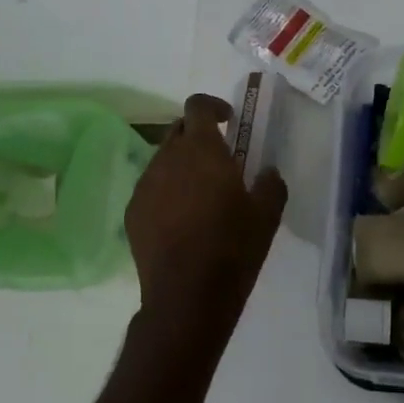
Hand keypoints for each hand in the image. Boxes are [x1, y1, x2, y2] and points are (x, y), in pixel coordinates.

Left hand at [124, 94, 287, 355]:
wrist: (187, 297)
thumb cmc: (233, 249)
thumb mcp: (267, 215)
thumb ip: (271, 183)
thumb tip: (267, 172)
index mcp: (201, 149)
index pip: (197, 106)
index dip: (213, 106)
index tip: (229, 121)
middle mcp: (167, 158)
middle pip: (177, 130)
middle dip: (197, 135)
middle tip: (219, 159)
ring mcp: (145, 185)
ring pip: (163, 160)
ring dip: (181, 165)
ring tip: (200, 193)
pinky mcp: (132, 212)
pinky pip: (151, 188)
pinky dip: (166, 191)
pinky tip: (181, 219)